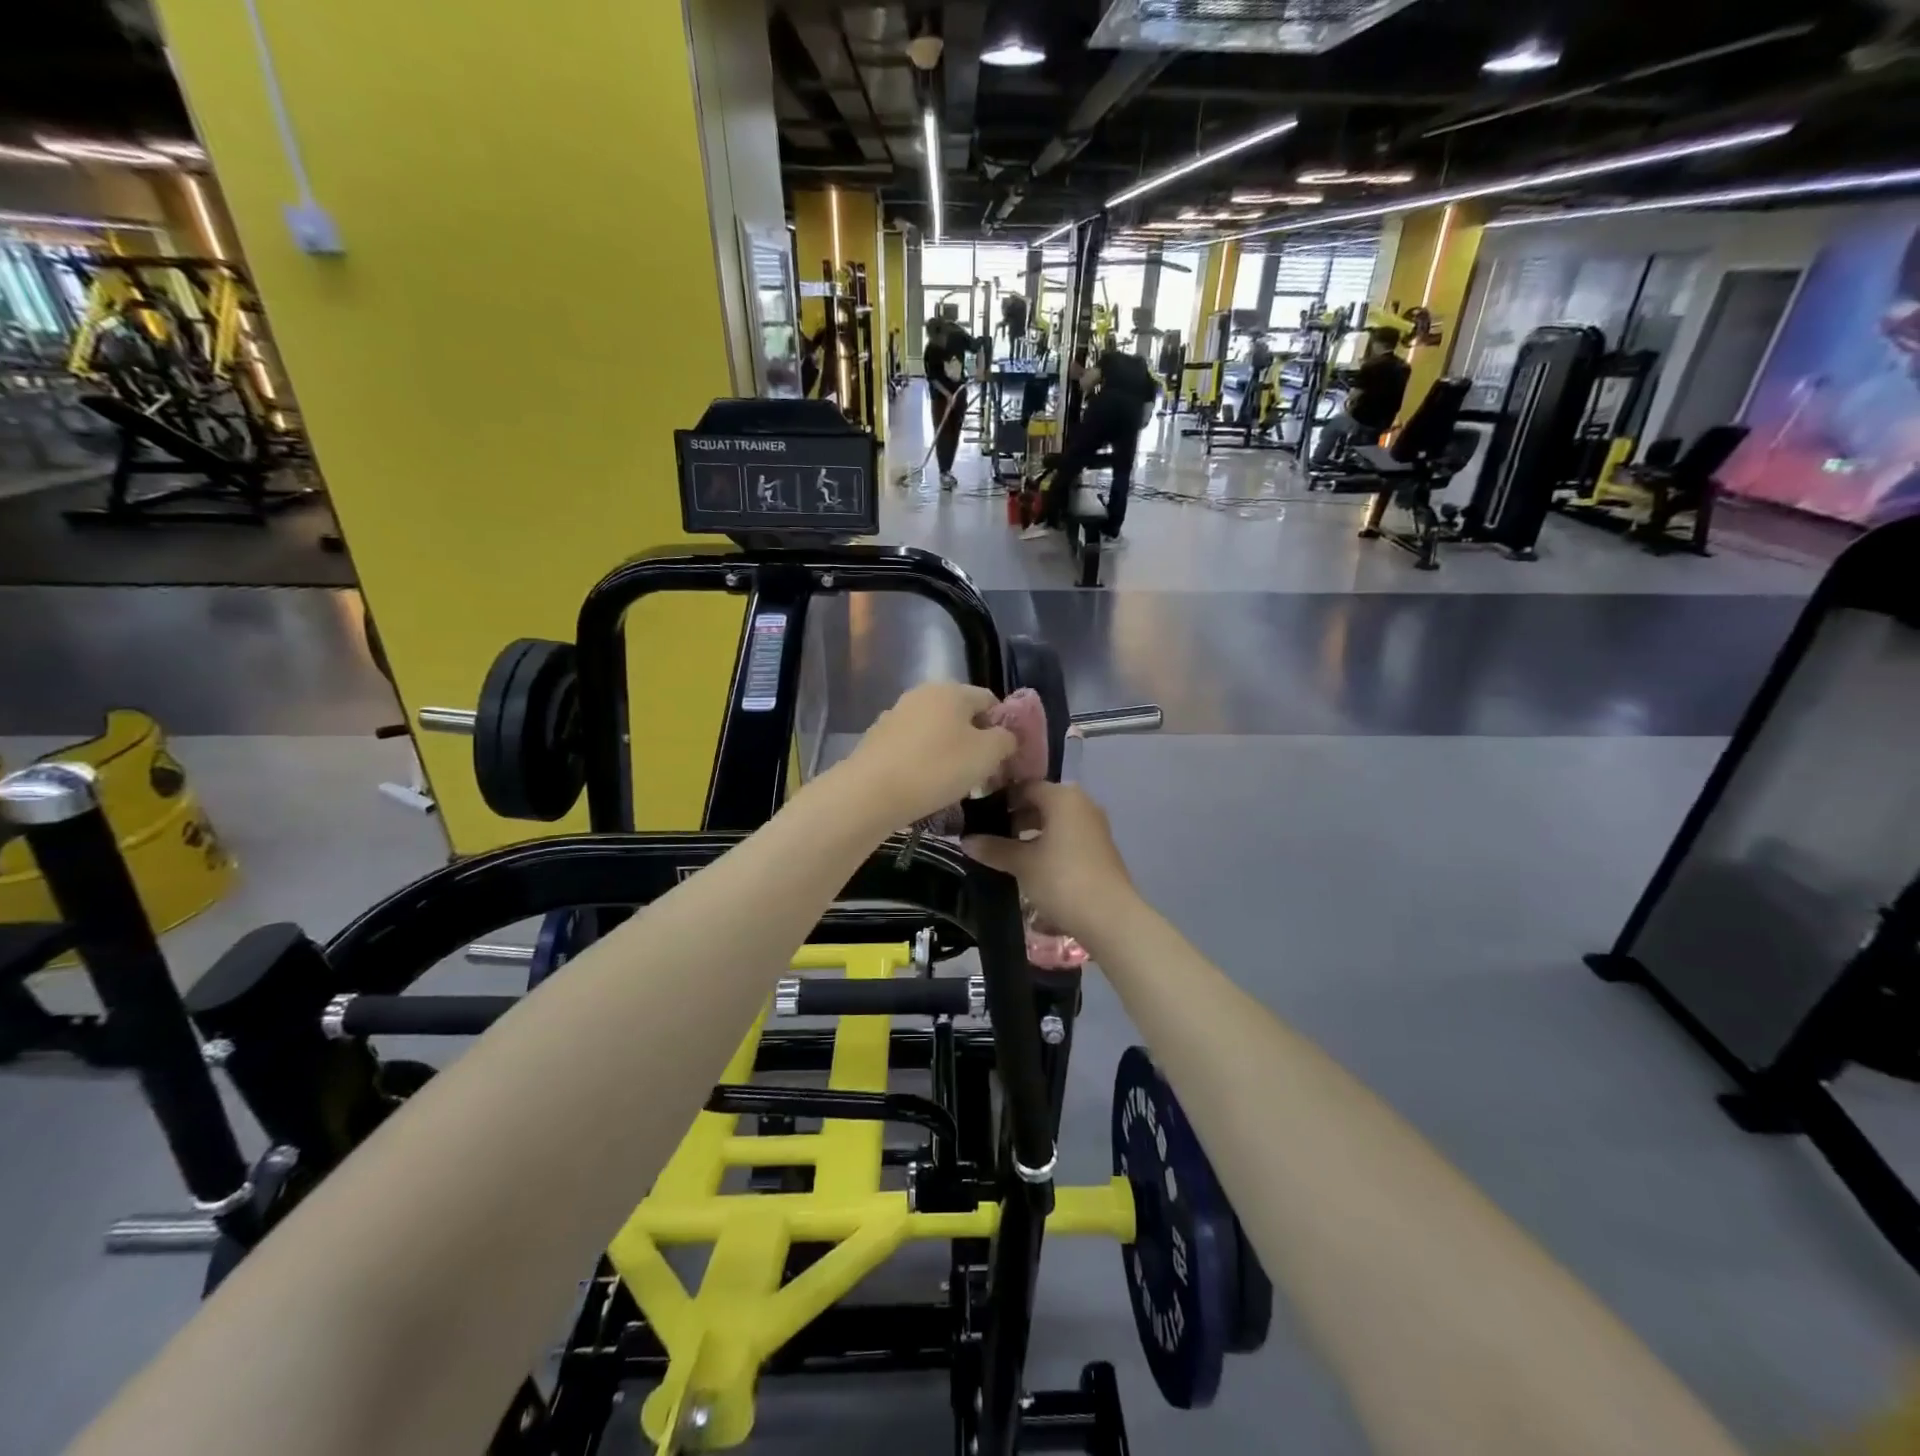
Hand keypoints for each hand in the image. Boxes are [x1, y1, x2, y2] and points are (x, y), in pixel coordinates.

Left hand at [837, 681, 1016, 828]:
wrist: (871, 792)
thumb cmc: (937, 768)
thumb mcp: (987, 754)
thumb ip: (1006, 739)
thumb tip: (1006, 736)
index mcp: (951, 690)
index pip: (990, 700)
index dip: (1004, 727)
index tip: (1005, 757)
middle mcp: (922, 694)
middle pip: (961, 715)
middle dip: (976, 742)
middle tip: (983, 774)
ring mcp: (896, 715)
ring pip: (936, 731)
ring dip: (950, 752)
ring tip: (954, 784)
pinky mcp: (878, 738)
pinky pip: (913, 746)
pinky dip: (924, 761)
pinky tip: (925, 785)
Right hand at [962, 781, 1136, 939]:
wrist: (1110, 917)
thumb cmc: (1062, 880)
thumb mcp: (1022, 864)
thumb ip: (993, 848)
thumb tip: (965, 840)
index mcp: (1063, 797)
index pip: (1024, 786)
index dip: (999, 799)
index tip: (977, 814)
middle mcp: (1081, 804)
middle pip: (1040, 802)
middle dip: (1013, 817)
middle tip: (986, 834)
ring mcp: (1094, 827)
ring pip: (1053, 821)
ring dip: (1029, 833)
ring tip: (1003, 851)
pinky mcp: (1099, 849)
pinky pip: (1066, 837)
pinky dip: (1046, 844)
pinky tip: (1028, 864)